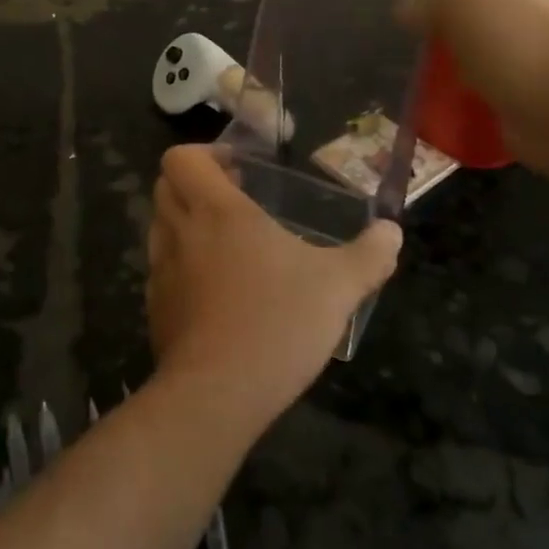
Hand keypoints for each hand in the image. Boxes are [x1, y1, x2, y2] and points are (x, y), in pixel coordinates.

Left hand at [146, 146, 401, 428]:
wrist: (217, 395)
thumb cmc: (277, 323)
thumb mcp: (339, 287)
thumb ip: (370, 255)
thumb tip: (392, 232)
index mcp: (217, 212)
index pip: (181, 158)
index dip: (205, 153)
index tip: (240, 170)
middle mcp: (180, 233)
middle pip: (166, 186)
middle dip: (196, 184)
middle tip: (237, 200)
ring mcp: (161, 272)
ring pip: (161, 227)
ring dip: (187, 223)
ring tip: (230, 245)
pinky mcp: (157, 309)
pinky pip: (163, 270)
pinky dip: (183, 266)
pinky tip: (218, 292)